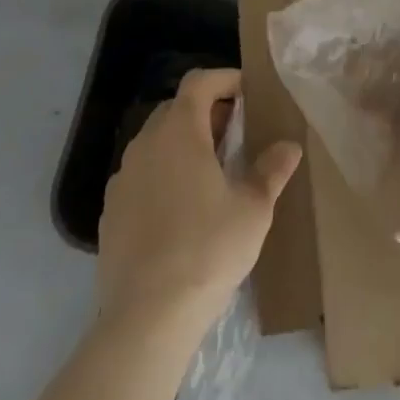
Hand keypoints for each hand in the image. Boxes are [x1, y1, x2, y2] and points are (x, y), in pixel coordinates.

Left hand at [97, 68, 300, 337]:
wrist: (145, 319)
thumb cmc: (207, 250)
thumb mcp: (252, 209)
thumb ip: (271, 170)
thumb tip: (290, 146)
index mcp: (179, 130)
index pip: (199, 81)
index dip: (225, 79)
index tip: (248, 94)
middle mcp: (145, 143)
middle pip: (176, 109)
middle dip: (206, 113)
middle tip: (234, 136)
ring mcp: (122, 178)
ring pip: (155, 144)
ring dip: (182, 146)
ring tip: (209, 175)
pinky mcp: (109, 213)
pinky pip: (140, 177)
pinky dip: (161, 178)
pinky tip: (180, 213)